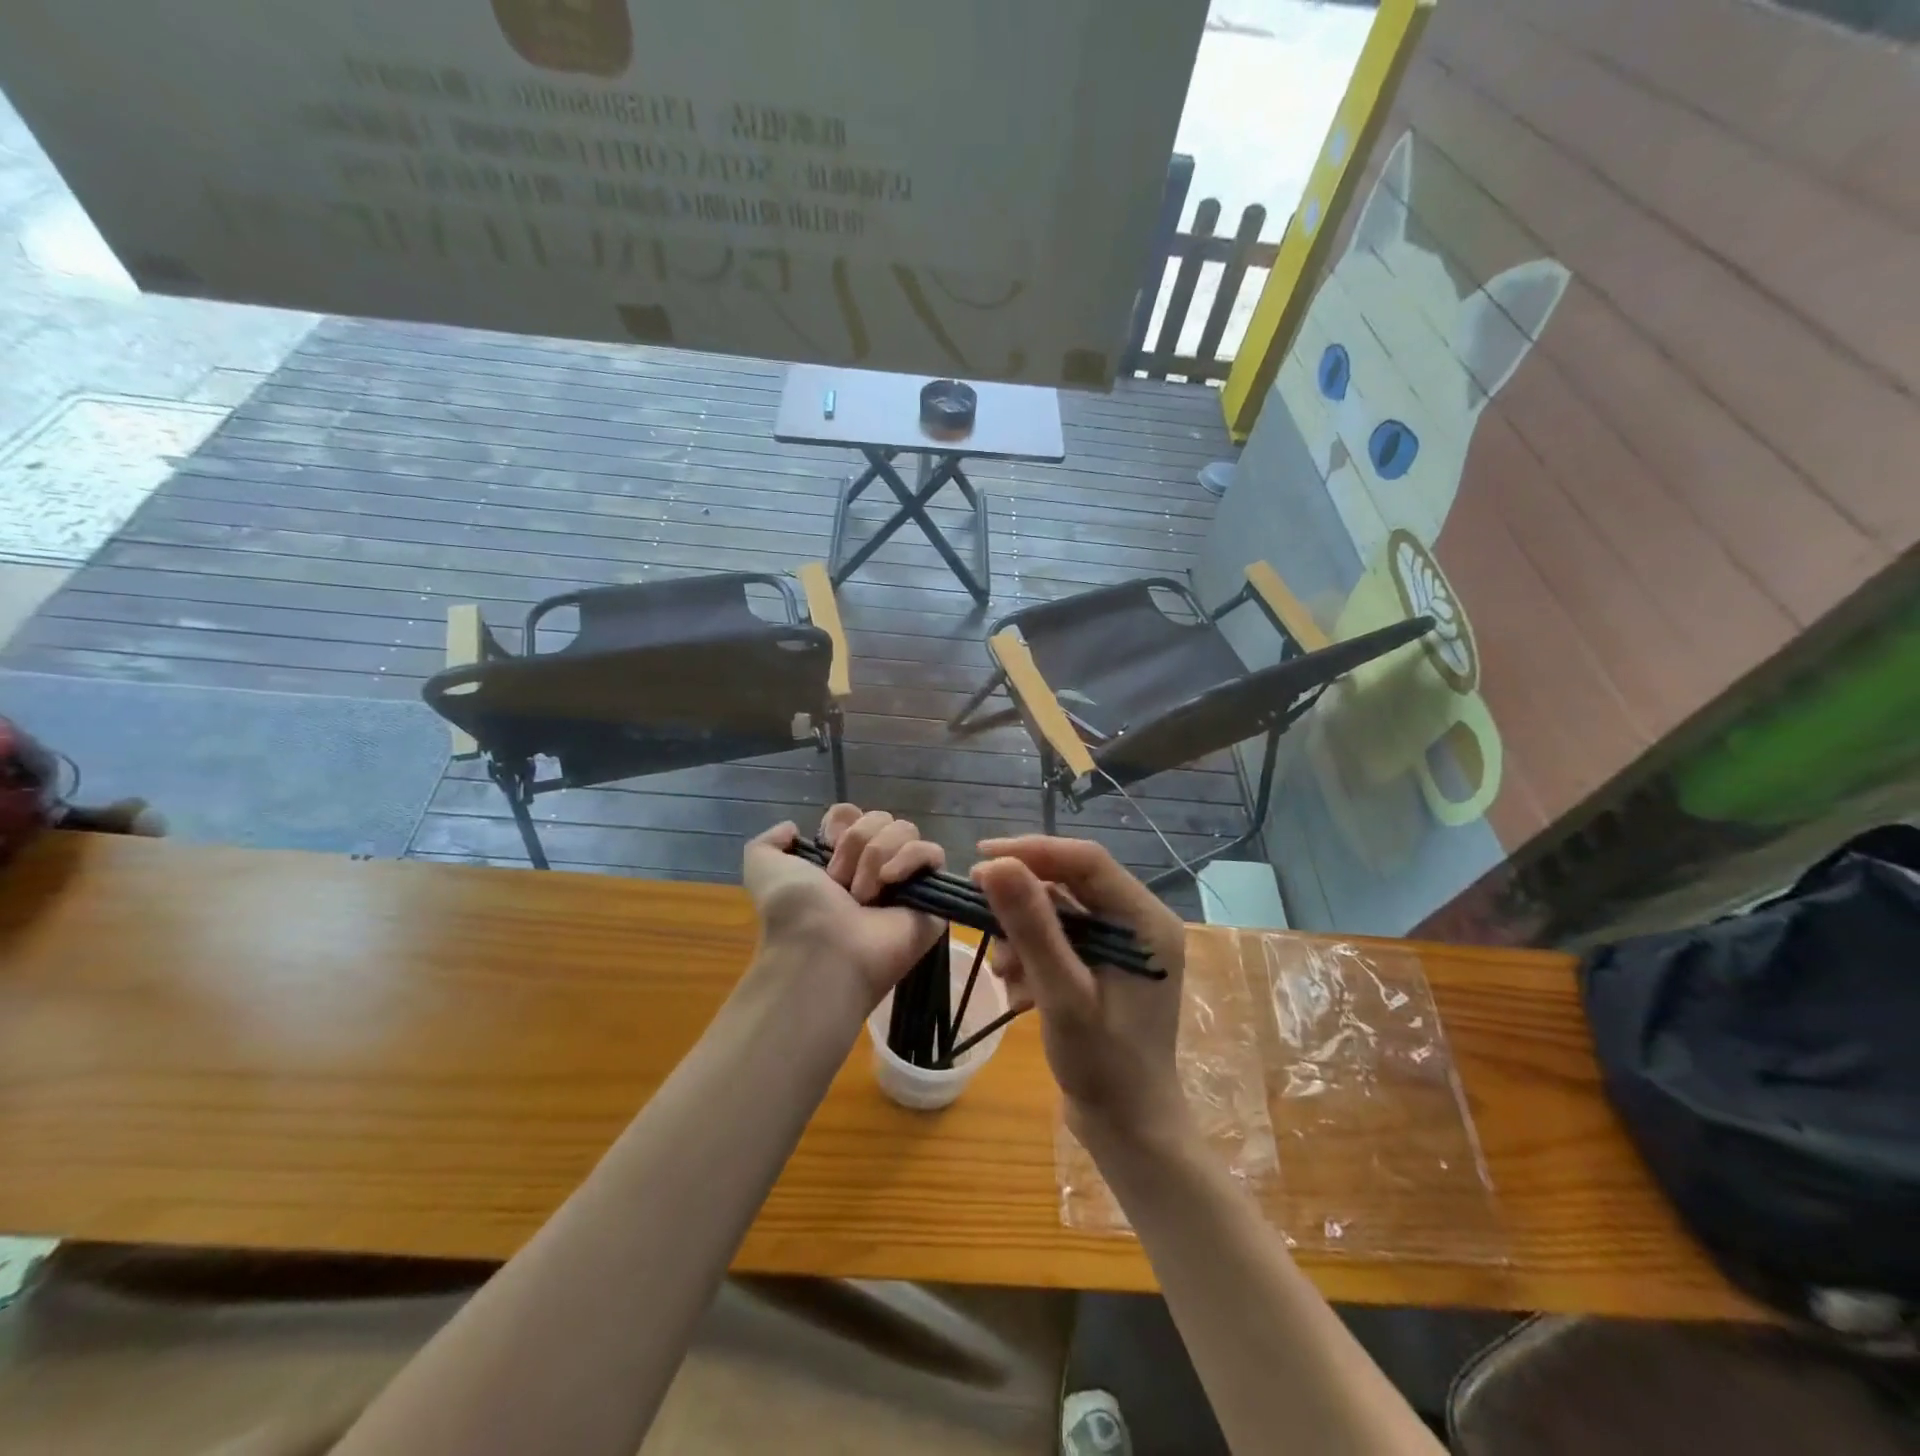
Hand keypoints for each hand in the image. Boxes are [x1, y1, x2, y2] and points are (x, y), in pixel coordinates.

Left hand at [742, 806, 946, 1010]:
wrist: (822, 950)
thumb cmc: (795, 910)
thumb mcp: (763, 868)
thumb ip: (768, 842)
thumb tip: (793, 828)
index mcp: (839, 860)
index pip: (854, 814)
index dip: (843, 821)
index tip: (828, 843)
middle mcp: (873, 867)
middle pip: (881, 818)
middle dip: (858, 843)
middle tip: (842, 882)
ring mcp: (905, 881)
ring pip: (907, 831)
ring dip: (878, 855)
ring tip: (864, 894)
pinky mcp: (933, 895)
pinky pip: (933, 853)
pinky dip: (911, 859)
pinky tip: (891, 881)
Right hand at [971, 838, 1189, 1147]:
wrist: (1130, 1132)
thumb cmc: (1105, 1066)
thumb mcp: (1062, 994)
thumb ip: (1032, 927)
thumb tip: (995, 864)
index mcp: (1144, 921)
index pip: (1086, 861)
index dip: (1033, 851)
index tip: (981, 857)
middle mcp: (1138, 923)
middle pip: (1071, 883)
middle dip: (1023, 900)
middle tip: (977, 908)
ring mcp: (1122, 945)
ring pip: (1060, 912)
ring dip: (1024, 934)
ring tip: (1005, 971)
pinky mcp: (1105, 966)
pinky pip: (1061, 939)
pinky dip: (1034, 956)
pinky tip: (1020, 991)